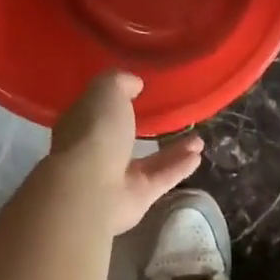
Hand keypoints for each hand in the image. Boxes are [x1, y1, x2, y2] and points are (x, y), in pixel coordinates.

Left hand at [48, 72, 204, 234]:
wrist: (92, 188)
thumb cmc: (94, 133)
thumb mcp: (106, 92)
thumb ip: (120, 83)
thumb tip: (135, 83)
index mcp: (80, 125)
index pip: (97, 111)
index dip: (115, 102)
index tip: (139, 93)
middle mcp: (97, 152)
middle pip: (125, 138)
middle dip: (148, 127)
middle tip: (172, 117)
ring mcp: (118, 177)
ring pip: (149, 160)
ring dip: (174, 149)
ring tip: (198, 138)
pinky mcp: (138, 197)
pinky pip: (162, 178)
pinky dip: (179, 167)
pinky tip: (198, 155)